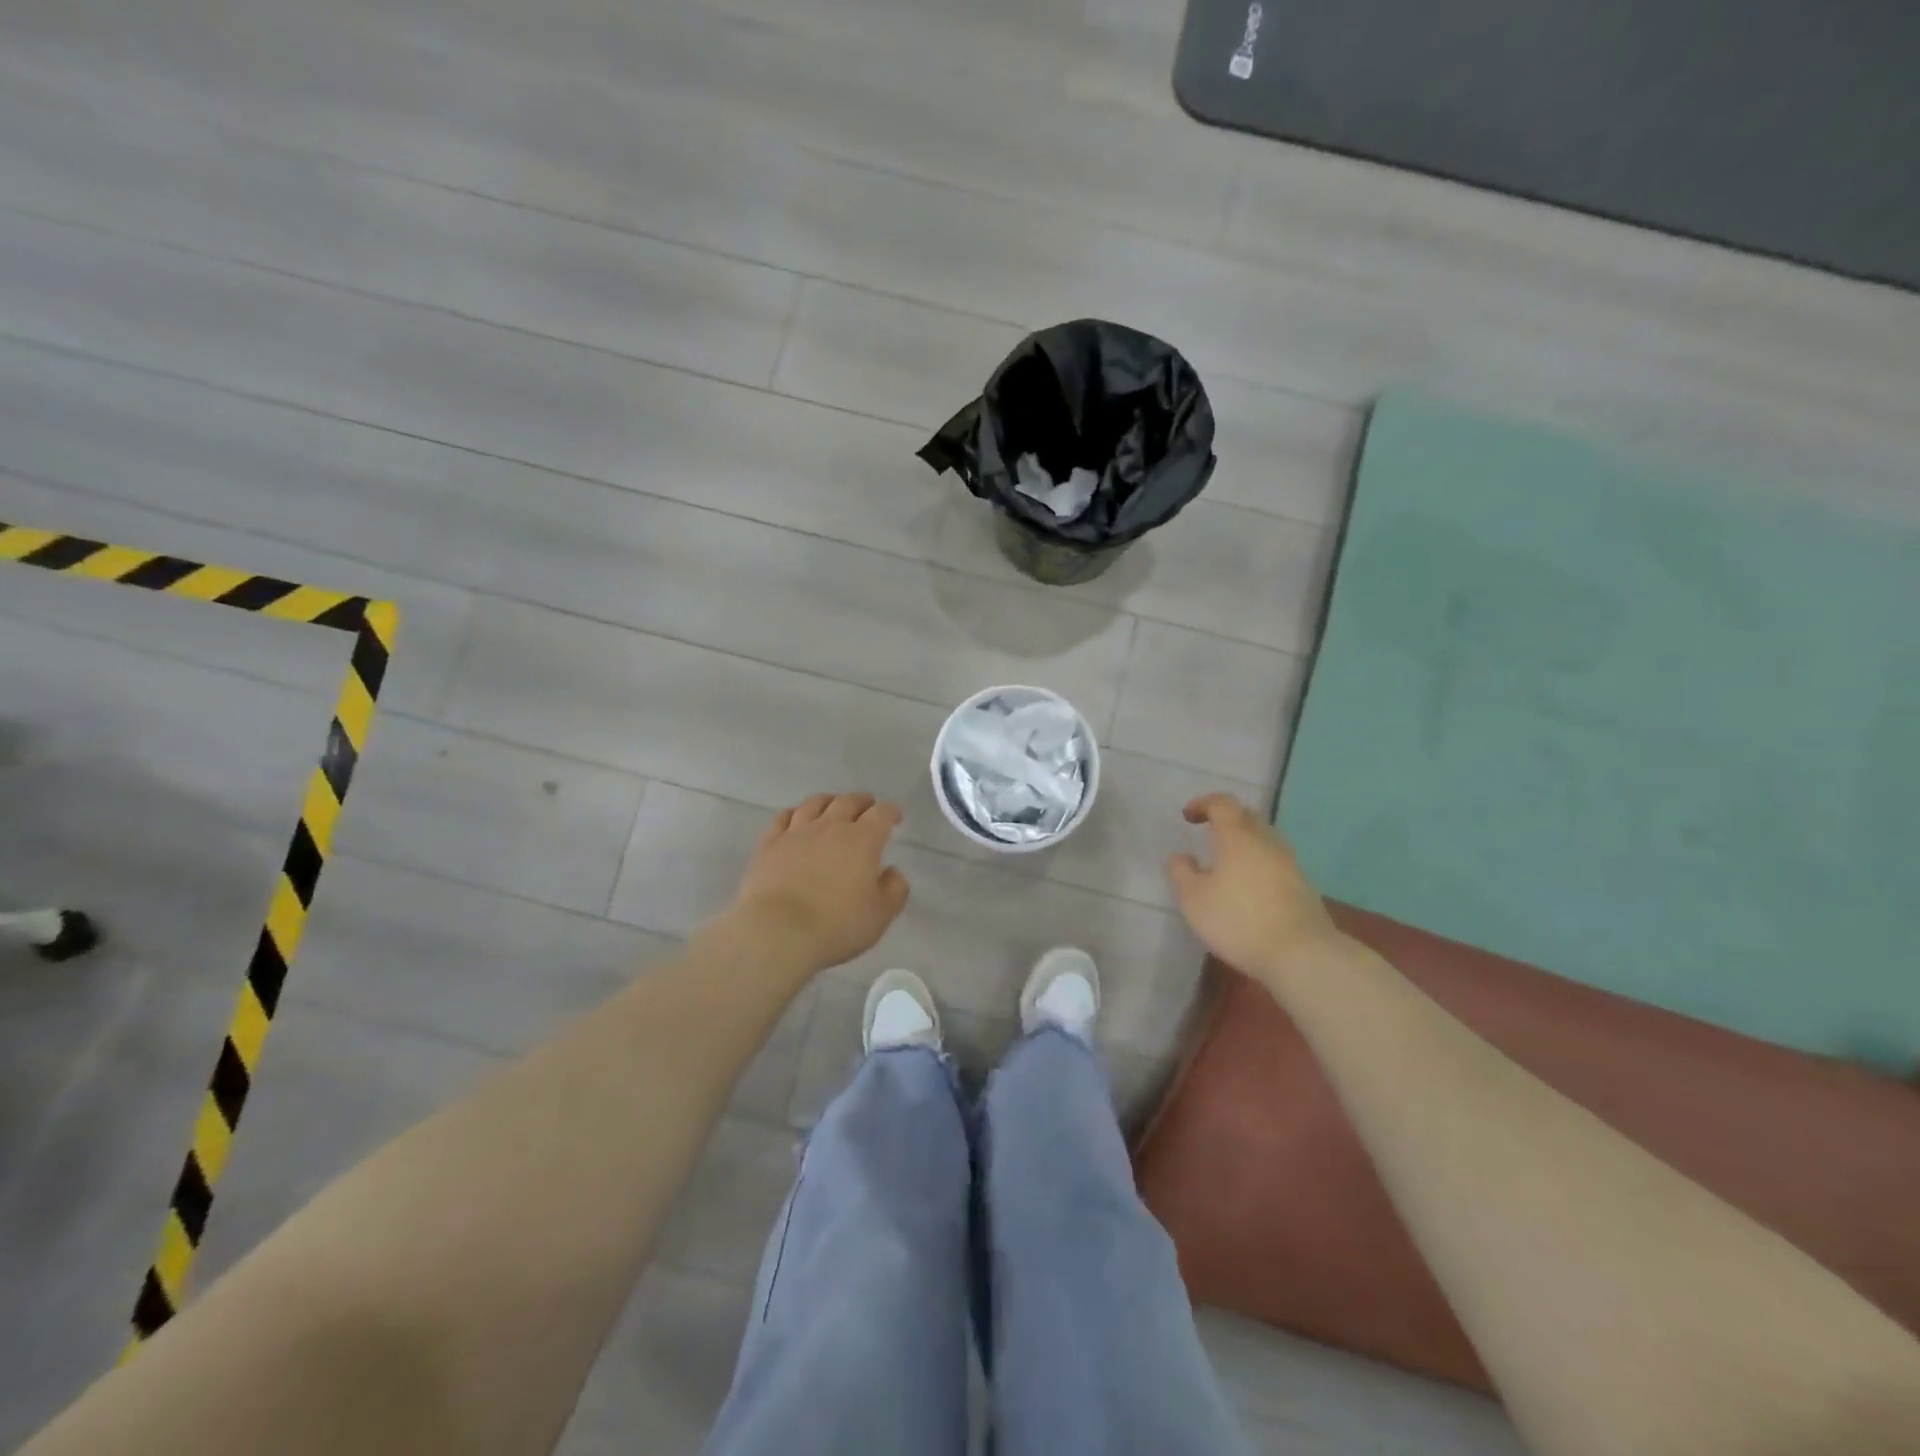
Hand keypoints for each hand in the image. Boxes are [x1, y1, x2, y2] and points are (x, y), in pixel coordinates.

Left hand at [727, 792, 910, 971]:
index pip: (882, 813)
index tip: (895, 817)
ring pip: (815, 803)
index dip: (891, 811)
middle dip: (862, 801)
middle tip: (868, 806)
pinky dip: (794, 813)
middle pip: (848, 801)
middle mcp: (831, 827)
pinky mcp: (769, 844)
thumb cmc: (836, 926)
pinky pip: (783, 817)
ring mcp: (797, 832)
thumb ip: (894, 890)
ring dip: (829, 801)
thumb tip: (892, 871)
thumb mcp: (880, 915)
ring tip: (833, 805)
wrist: (778, 932)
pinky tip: (796, 819)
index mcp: (863, 840)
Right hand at [1166, 793, 1344, 983]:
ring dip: (1244, 841)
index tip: (1187, 816)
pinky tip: (1248, 885)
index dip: (1203, 804)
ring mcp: (1289, 863)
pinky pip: (1274, 861)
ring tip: (1226, 860)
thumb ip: (1182, 873)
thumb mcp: (1194, 899)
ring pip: (1264, 839)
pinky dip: (1258, 862)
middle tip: (1208, 832)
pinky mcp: (1302, 885)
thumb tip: (1181, 856)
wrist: (1301, 953)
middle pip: (1247, 817)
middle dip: (1226, 819)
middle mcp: (1266, 841)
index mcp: (1237, 836)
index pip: (1222, 803)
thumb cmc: (1238, 920)